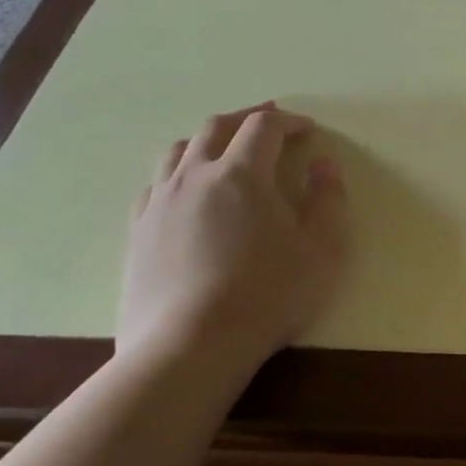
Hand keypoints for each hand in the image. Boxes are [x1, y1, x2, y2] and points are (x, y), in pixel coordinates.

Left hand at [116, 103, 347, 374]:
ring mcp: (159, 203)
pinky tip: (188, 192)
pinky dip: (179, 173)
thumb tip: (323, 165)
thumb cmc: (268, 295)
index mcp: (242, 174)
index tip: (308, 130)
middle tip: (269, 122)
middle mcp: (195, 177)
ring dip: (208, 140)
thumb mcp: (323, 251)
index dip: (289, 122)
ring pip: (178, 151)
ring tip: (226, 150)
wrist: (189, 347)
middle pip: (216, 127)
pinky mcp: (137, 233)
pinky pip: (155, 184)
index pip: (264, 128)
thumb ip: (328, 201)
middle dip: (246, 119)